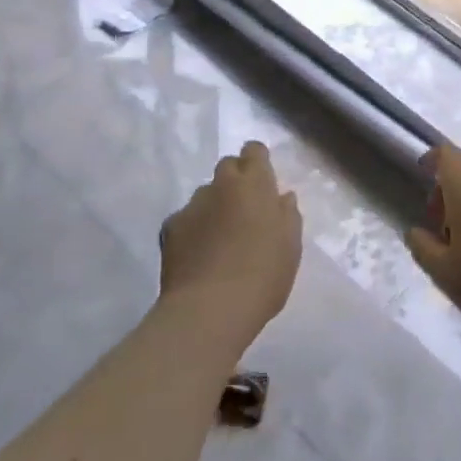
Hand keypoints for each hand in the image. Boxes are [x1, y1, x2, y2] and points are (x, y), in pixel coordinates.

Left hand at [160, 141, 302, 349]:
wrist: (209, 309)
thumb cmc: (263, 275)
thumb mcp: (290, 246)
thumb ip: (287, 215)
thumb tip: (281, 197)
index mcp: (254, 184)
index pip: (254, 151)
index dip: (258, 161)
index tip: (263, 181)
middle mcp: (221, 185)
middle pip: (227, 166)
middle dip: (236, 180)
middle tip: (245, 210)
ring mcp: (192, 205)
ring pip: (205, 194)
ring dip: (214, 205)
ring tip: (220, 237)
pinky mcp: (169, 228)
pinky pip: (186, 219)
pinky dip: (194, 229)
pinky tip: (199, 254)